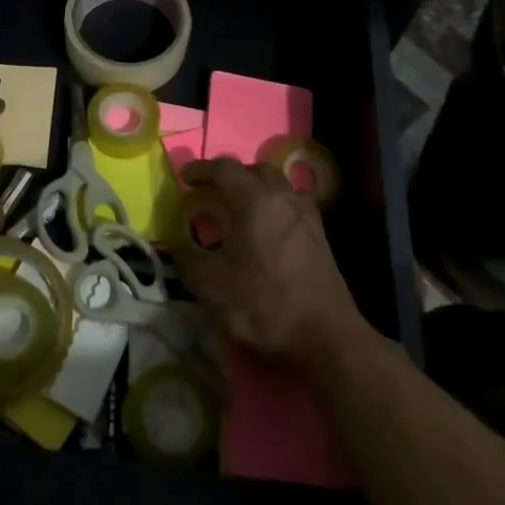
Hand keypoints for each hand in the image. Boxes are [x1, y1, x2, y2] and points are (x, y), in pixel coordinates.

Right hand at [174, 157, 367, 367]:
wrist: (326, 336)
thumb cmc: (265, 302)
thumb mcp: (212, 285)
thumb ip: (188, 259)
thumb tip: (179, 245)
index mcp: (255, 199)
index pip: (224, 169)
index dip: (201, 169)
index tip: (184, 177)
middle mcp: (283, 197)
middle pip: (256, 170)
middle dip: (232, 175)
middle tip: (213, 190)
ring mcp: (307, 216)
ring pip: (279, 186)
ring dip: (256, 189)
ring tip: (240, 209)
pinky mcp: (321, 237)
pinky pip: (292, 206)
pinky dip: (275, 208)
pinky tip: (267, 231)